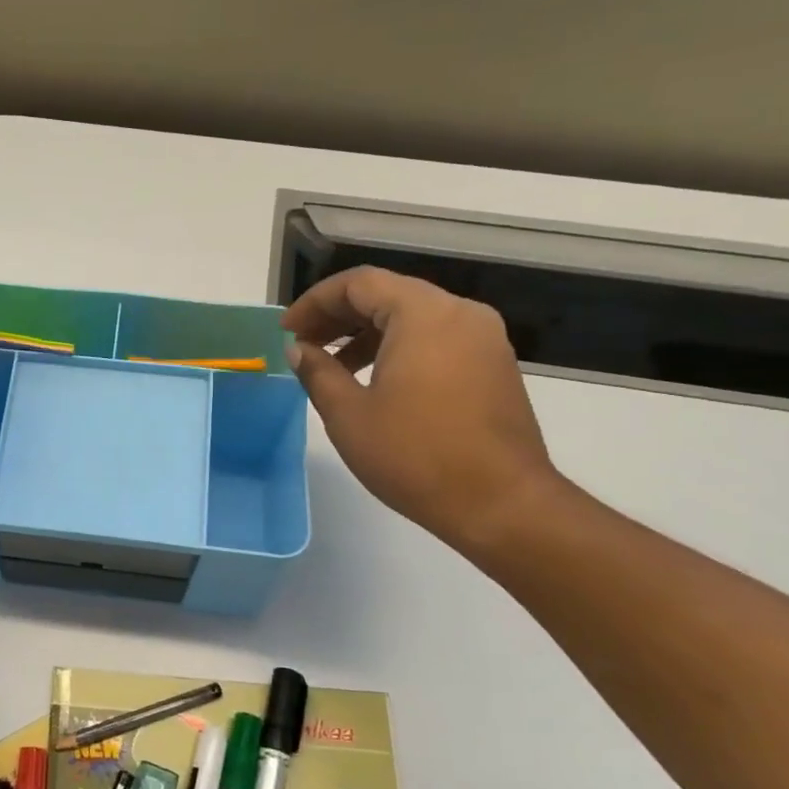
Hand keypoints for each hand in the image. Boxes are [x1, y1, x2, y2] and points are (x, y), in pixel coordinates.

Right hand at [282, 266, 560, 553]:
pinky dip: (398, 348)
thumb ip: (317, 372)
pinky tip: (375, 383)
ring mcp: (483, 339)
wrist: (501, 504)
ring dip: (367, 334)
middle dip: (339, 316)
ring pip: (413, 318)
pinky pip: (436, 339)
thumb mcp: (349, 414)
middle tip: (303, 345)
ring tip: (332, 368)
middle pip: (388, 295)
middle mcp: (459, 314)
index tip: (287, 331)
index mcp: (424, 315)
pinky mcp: (493, 366)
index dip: (315, 302)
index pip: (359, 284)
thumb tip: (298, 350)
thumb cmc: (415, 456)